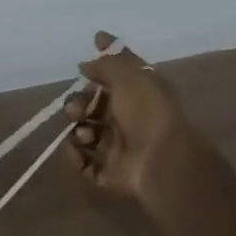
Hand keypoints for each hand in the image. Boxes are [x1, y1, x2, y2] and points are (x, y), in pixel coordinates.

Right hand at [62, 31, 203, 208]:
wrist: (160, 161)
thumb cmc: (146, 112)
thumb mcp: (129, 75)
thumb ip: (106, 63)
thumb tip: (85, 63)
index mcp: (138, 95)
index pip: (114, 78)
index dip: (97, 71)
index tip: (81, 68)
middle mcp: (127, 119)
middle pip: (92, 107)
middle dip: (77, 105)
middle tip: (74, 111)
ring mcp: (118, 147)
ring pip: (85, 134)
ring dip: (78, 131)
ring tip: (85, 135)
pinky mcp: (109, 172)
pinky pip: (83, 163)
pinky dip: (75, 156)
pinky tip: (78, 150)